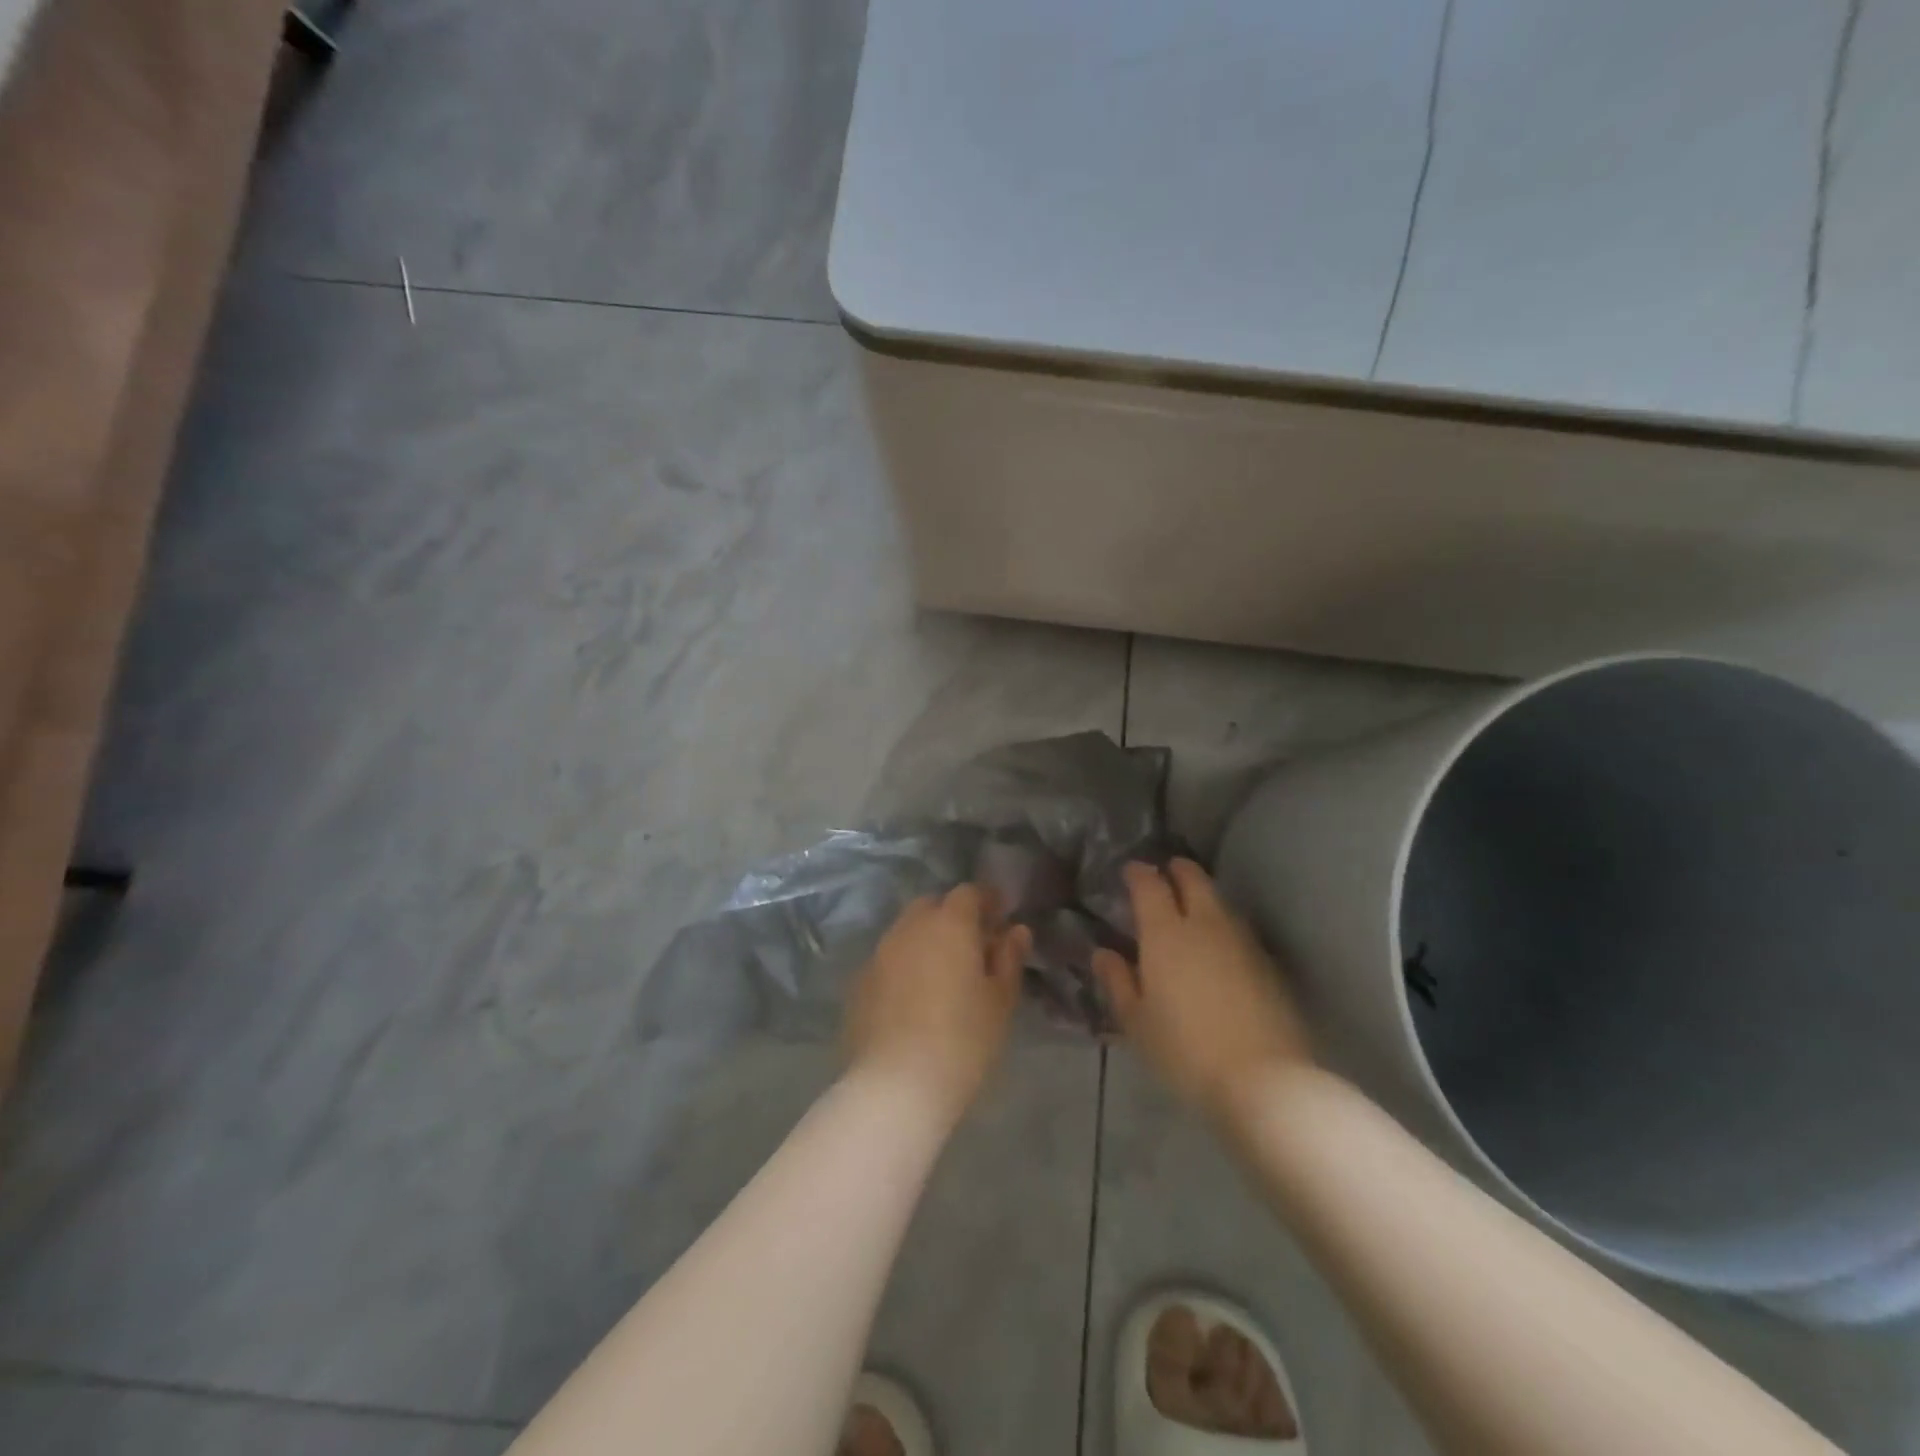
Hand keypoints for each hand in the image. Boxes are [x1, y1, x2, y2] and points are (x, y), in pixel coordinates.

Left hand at [844, 884, 1029, 1125]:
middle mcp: (910, 928)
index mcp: (949, 924)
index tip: (1000, 918)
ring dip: (925, 941)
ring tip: (943, 974)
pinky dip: (904, 966)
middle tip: (972, 947)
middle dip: (952, 917)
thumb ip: (1008, 958)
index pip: (968, 893)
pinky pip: (888, 959)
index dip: (986, 901)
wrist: (896, 1085)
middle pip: (932, 906)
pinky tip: (914, 997)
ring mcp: (879, 953)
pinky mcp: (859, 982)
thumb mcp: (1000, 1000)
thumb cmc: (963, 1040)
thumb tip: (1015, 931)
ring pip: (906, 932)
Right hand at [1094, 859, 1309, 1120]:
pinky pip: (1239, 930)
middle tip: (1167, 871)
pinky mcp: (1268, 964)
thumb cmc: (1185, 1051)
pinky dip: (1224, 925)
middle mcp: (1205, 925)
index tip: (1131, 870)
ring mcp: (1242, 942)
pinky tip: (1220, 945)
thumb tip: (1103, 953)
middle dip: (1178, 870)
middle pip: (1194, 880)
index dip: (1139, 873)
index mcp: (1165, 933)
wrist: (1264, 1080)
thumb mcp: (1137, 1022)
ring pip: (1220, 902)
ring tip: (1192, 906)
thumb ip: (1118, 982)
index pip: (1150, 886)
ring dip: (1204, 895)